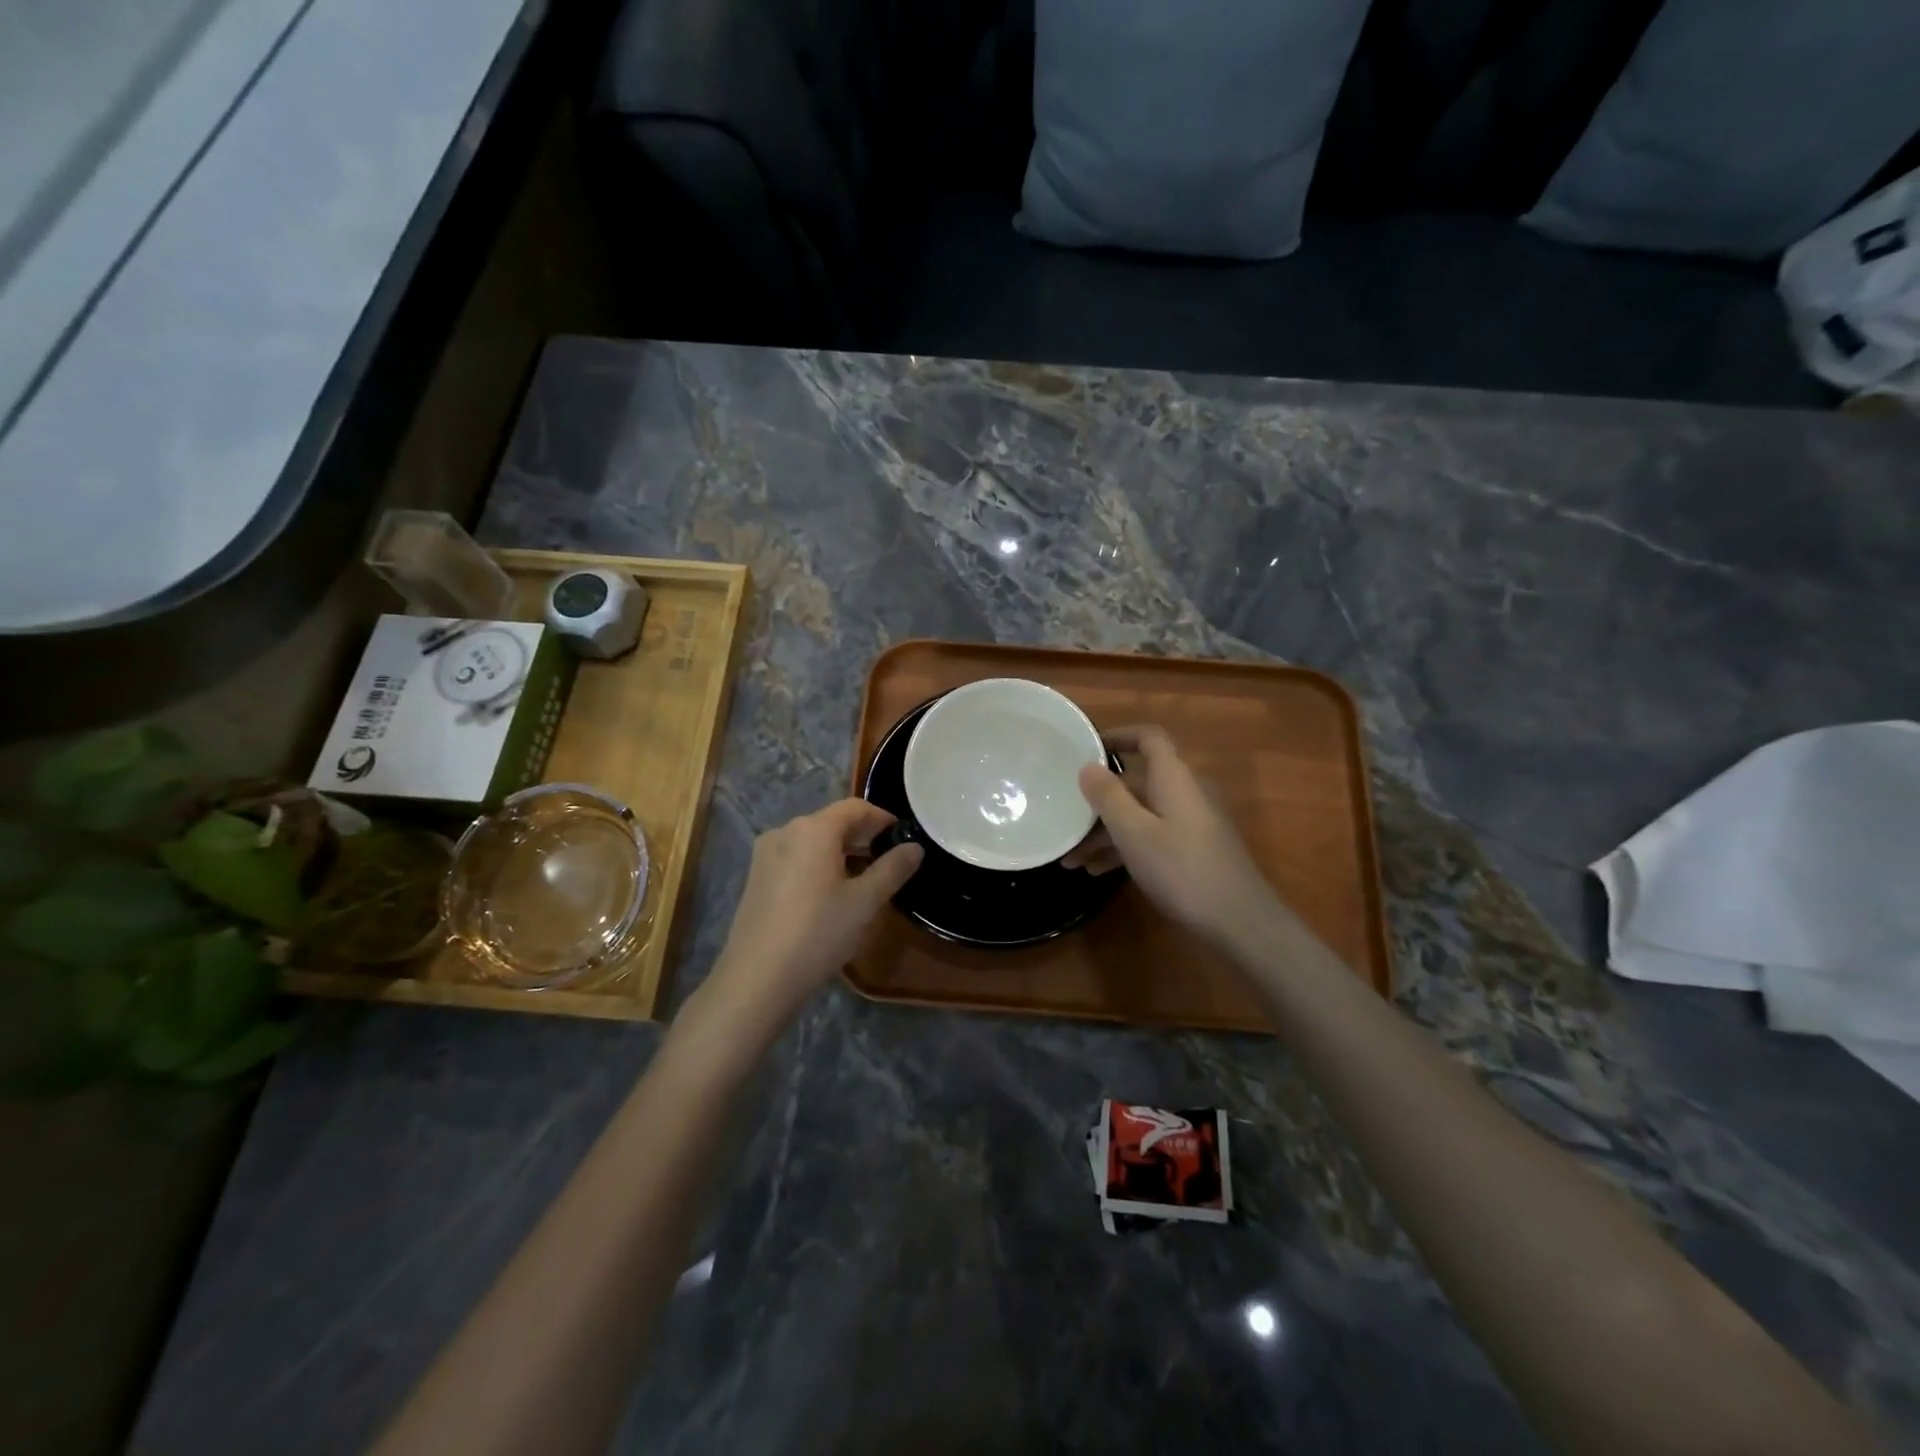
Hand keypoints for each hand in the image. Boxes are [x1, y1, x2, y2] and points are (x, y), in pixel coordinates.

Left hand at [704, 799, 922, 1031]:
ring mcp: (766, 855)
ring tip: (864, 878)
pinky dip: (818, 864)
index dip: (882, 817)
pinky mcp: (756, 878)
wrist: (756, 979)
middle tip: (889, 858)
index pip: (855, 807)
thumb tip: (915, 847)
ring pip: (812, 841)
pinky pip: (795, 858)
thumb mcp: (865, 902)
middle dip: (862, 835)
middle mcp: (785, 831)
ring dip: (841, 851)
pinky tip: (831, 893)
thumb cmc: (818, 933)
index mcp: (813, 829)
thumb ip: (893, 869)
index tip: (903, 836)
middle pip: (831, 821)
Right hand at [1064, 726, 1285, 949]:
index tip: (1087, 747)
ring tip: (1072, 858)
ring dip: (1107, 832)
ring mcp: (1193, 823)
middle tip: (1066, 816)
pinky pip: (1152, 836)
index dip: (1119, 736)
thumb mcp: (1134, 833)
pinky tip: (1098, 872)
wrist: (1239, 921)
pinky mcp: (1195, 850)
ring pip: (1142, 814)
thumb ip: (1108, 797)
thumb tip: (1088, 766)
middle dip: (1100, 800)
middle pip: (1137, 783)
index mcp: (1174, 778)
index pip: (1149, 738)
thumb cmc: (1181, 869)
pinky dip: (1126, 848)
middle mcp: (1186, 793)